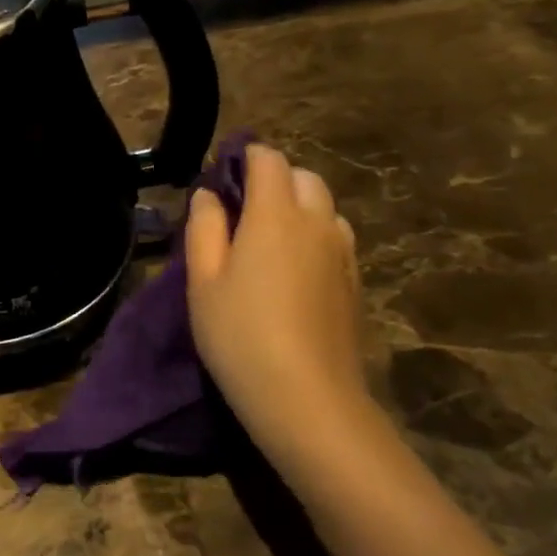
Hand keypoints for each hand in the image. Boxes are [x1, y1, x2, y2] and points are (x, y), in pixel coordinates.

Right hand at [186, 144, 369, 473]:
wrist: (307, 398)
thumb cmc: (240, 335)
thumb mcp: (202, 281)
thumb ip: (204, 227)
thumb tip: (210, 194)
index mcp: (275, 214)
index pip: (269, 159)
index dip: (246, 157)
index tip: (223, 175)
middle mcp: (317, 222)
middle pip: (303, 177)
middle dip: (274, 179)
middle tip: (241, 210)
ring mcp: (342, 253)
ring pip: (324, 207)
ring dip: (298, 207)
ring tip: (267, 240)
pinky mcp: (355, 282)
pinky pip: (335, 238)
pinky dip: (314, 235)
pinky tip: (293, 270)